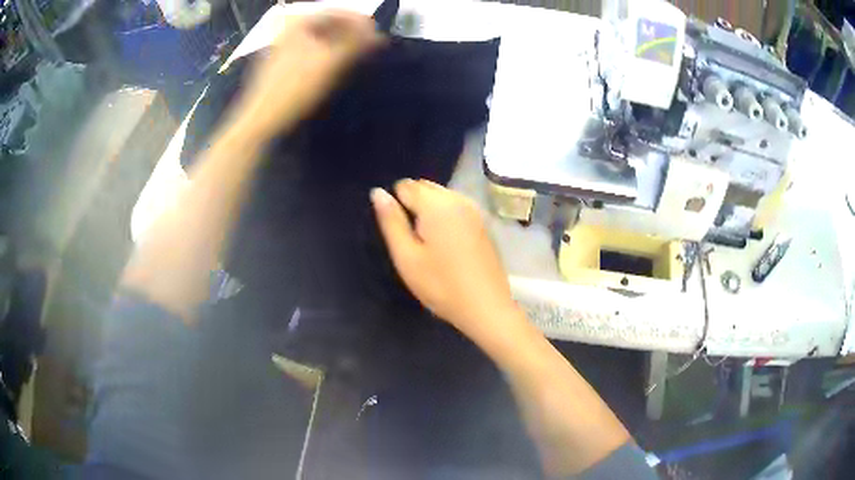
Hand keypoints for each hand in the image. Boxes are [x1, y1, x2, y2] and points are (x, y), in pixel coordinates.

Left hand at [231, 11, 380, 139]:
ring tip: (354, 60)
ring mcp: (281, 47)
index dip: (361, 23)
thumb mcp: (332, 63)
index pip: (338, 12)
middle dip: (350, 34)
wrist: (262, 120)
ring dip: (339, 46)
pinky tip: (331, 70)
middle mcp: (289, 29)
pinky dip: (324, 56)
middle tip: (368, 48)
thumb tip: (378, 35)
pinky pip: (309, 52)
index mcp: (299, 22)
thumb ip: (358, 44)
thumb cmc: (297, 88)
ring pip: (318, 39)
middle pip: (328, 25)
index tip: (377, 37)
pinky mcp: (279, 64)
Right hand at [371, 179, 519, 340]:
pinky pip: (455, 206)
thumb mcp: (406, 256)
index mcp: (436, 204)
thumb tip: (377, 192)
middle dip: (412, 204)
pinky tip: (446, 244)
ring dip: (428, 209)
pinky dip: (444, 215)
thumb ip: (391, 221)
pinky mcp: (482, 222)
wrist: (486, 307)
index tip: (400, 234)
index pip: (405, 186)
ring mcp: (473, 209)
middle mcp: (457, 199)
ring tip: (428, 243)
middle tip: (412, 240)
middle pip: (424, 186)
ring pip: (440, 195)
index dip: (395, 207)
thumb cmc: (441, 285)